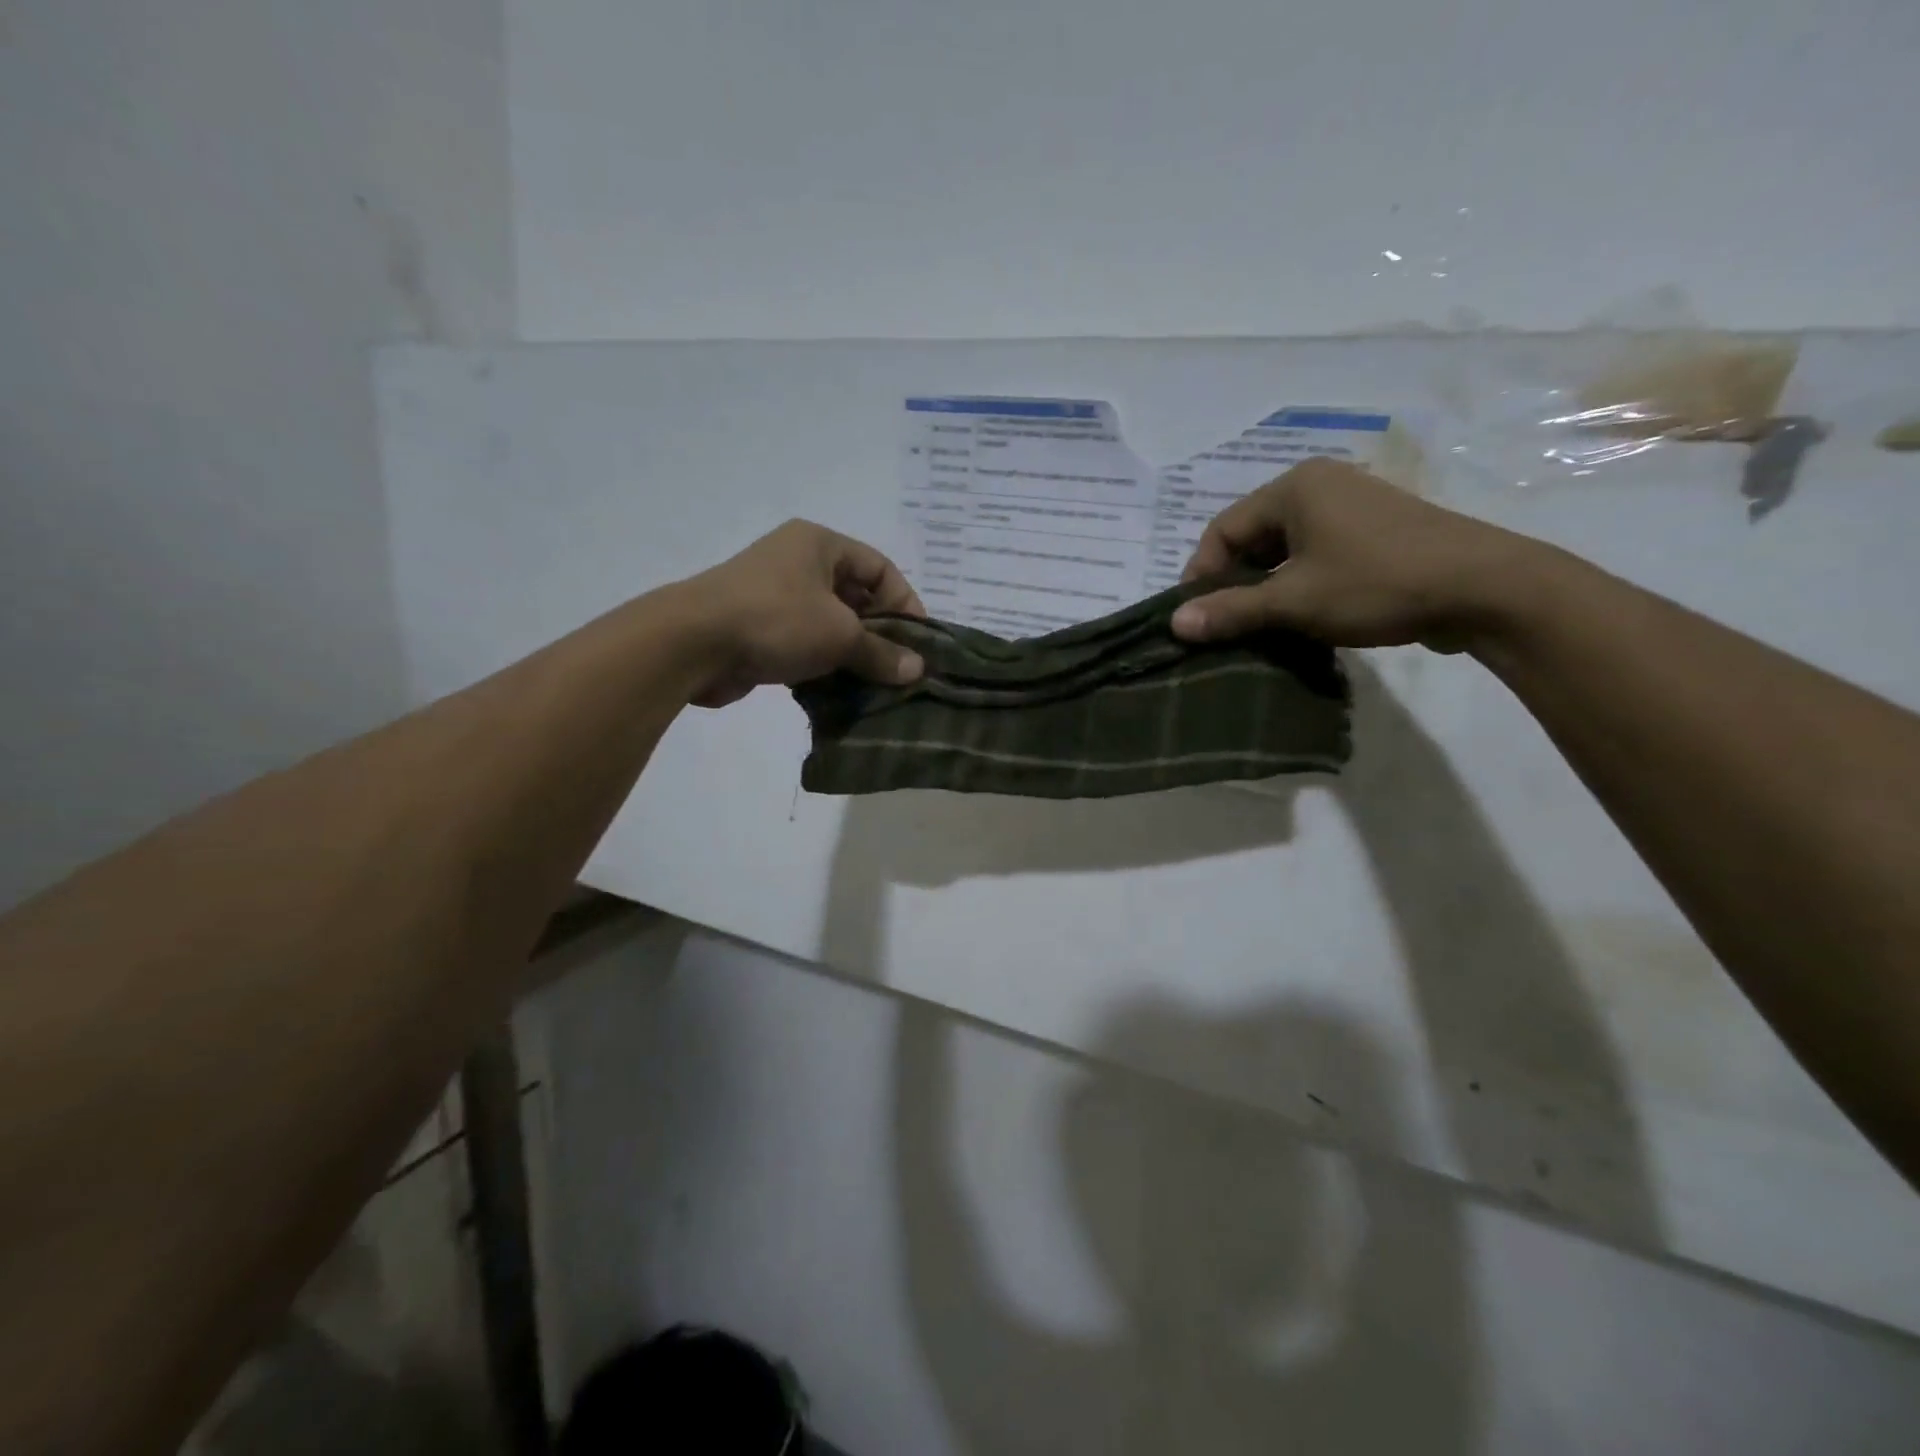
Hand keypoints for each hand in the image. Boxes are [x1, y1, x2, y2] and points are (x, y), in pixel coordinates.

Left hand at [678, 520, 926, 708]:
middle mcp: (798, 562)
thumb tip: (918, 671)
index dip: (905, 603)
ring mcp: (775, 595)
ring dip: (853, 652)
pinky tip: (841, 690)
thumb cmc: (776, 620)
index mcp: (819, 543)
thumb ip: (881, 652)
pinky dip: (824, 663)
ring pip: (830, 623)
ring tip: (875, 683)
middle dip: (880, 632)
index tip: (919, 643)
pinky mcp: (759, 627)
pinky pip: (805, 642)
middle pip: (856, 595)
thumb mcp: (839, 634)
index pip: (880, 568)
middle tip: (899, 667)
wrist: (693, 643)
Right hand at [1170, 458, 1537, 650]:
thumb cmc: (1376, 584)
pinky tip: (1301, 616)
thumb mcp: (1294, 601)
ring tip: (1261, 627)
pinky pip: (1316, 554)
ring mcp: (1352, 506)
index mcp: (1294, 487)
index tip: (1196, 618)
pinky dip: (1298, 583)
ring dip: (1266, 588)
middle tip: (1227, 626)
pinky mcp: (1375, 531)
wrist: (1485, 588)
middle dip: (1234, 583)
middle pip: (1252, 537)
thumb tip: (1174, 625)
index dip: (1201, 575)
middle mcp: (1320, 485)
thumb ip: (1231, 610)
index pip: (1222, 530)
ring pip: (1285, 549)